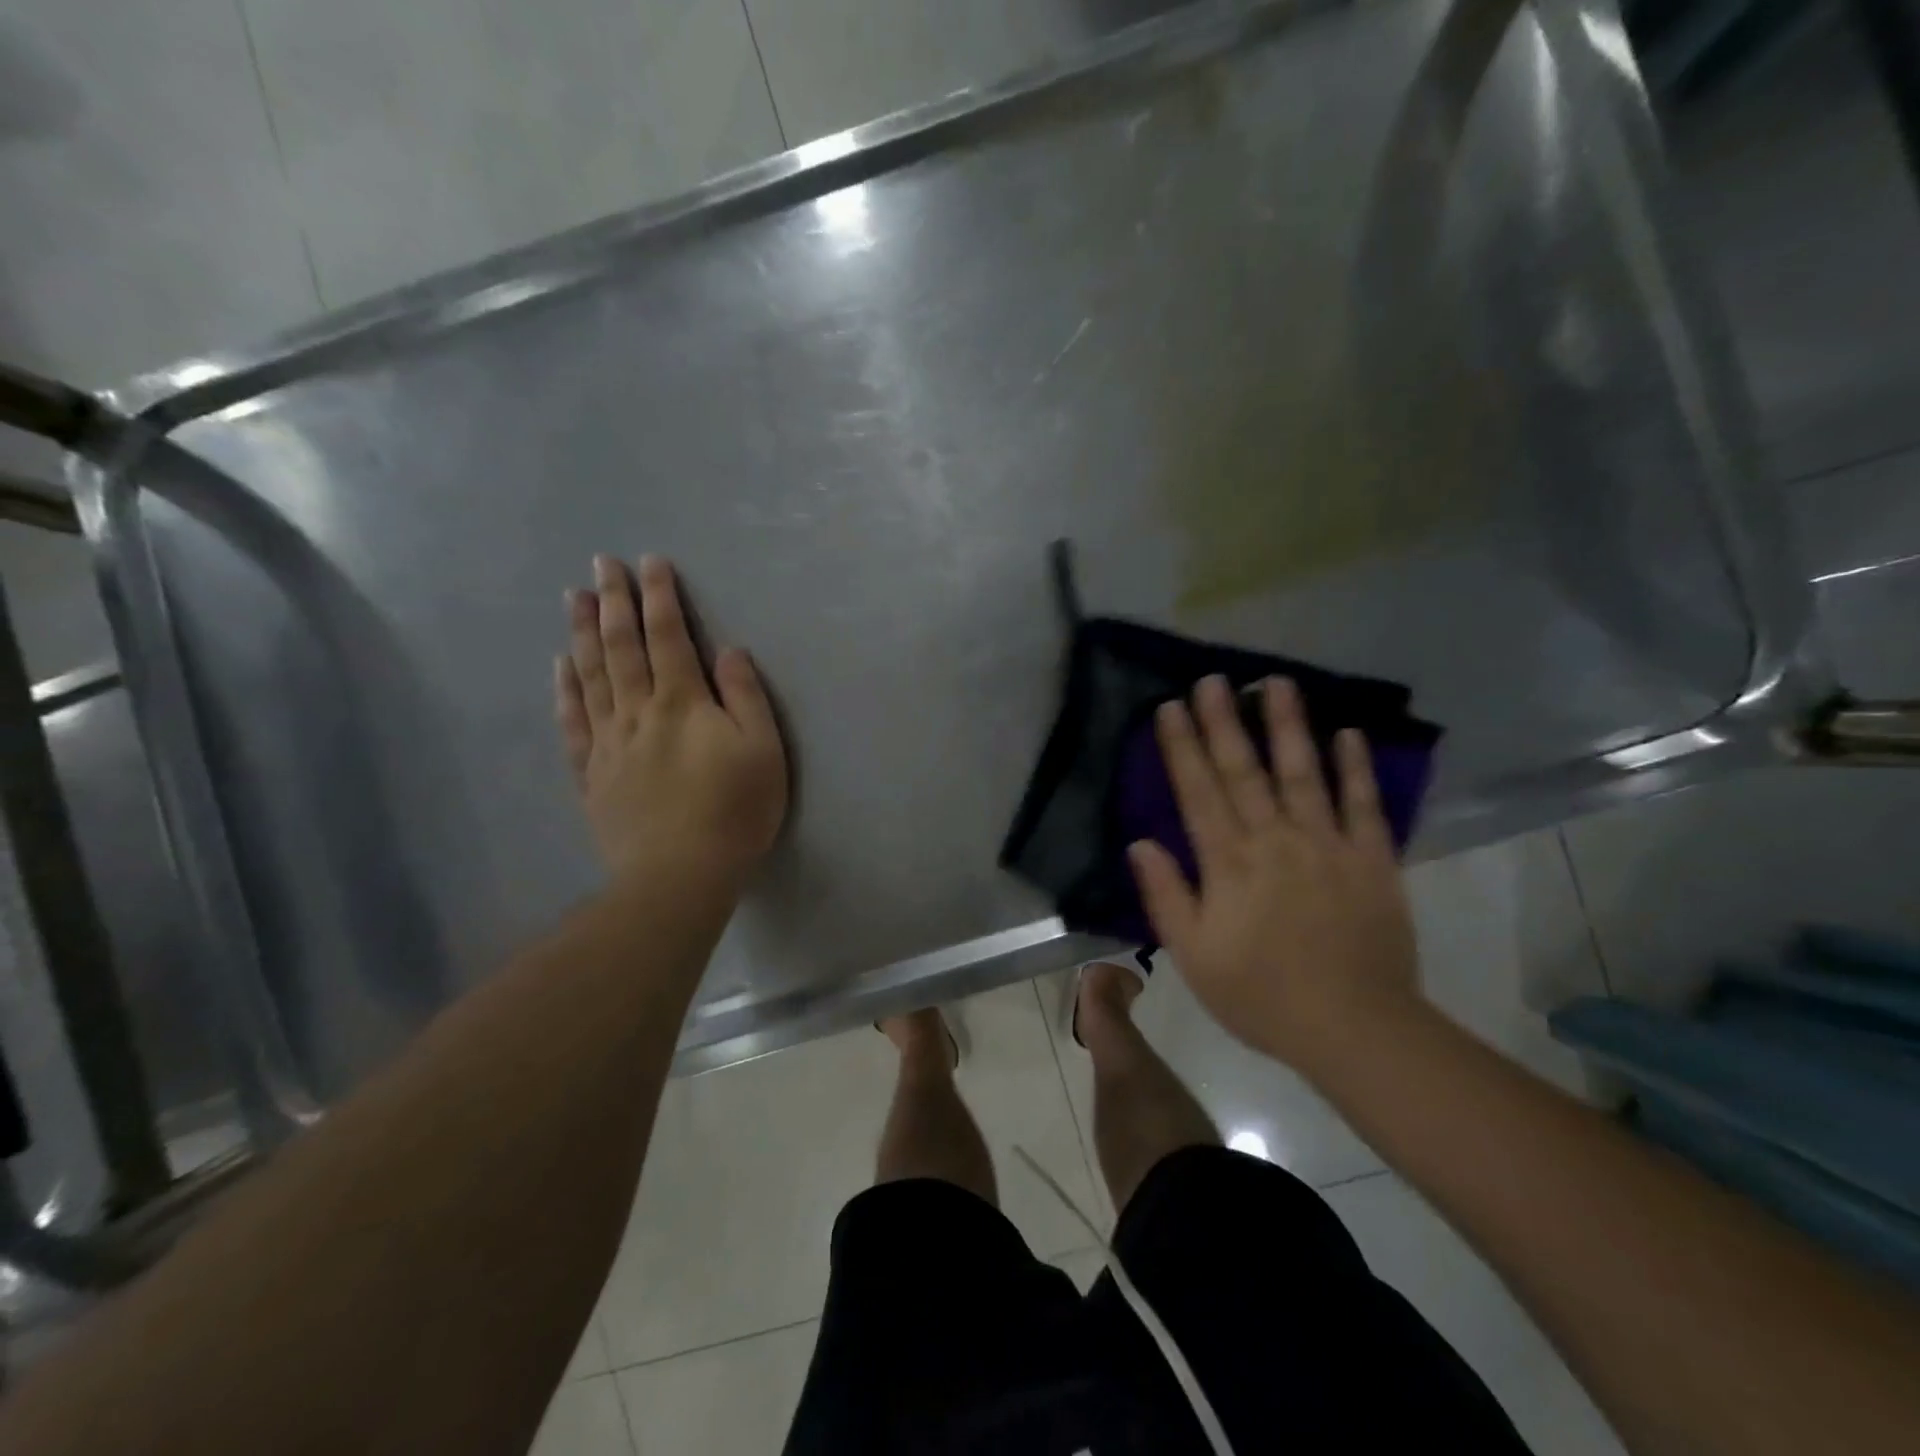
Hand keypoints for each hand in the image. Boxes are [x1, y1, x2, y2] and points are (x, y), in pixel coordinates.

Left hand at [555, 555, 787, 886]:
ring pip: (590, 676)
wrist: (679, 874)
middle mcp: (638, 712)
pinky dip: (565, 689)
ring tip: (573, 597)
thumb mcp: (763, 751)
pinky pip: (573, 722)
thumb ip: (745, 697)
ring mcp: (609, 743)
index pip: (668, 637)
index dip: (659, 597)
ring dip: (581, 633)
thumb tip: (728, 651)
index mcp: (682, 703)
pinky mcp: (593, 774)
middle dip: (613, 601)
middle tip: (601, 564)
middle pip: (621, 647)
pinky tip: (559, 667)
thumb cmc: (734, 811)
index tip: (650, 562)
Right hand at [1126, 674, 1425, 1076]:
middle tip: (1213, 679)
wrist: (1354, 1028)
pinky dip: (1356, 768)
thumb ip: (1166, 895)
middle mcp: (1275, 841)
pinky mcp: (1372, 859)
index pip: (1198, 793)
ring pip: (1303, 773)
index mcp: (1228, 864)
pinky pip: (1364, 805)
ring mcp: (1327, 845)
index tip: (1171, 707)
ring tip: (1277, 683)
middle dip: (1224, 722)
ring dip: (1288, 726)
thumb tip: (1141, 842)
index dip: (1183, 747)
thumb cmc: (1261, 995)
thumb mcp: (1193, 955)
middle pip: (1244, 771)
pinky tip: (1348, 733)